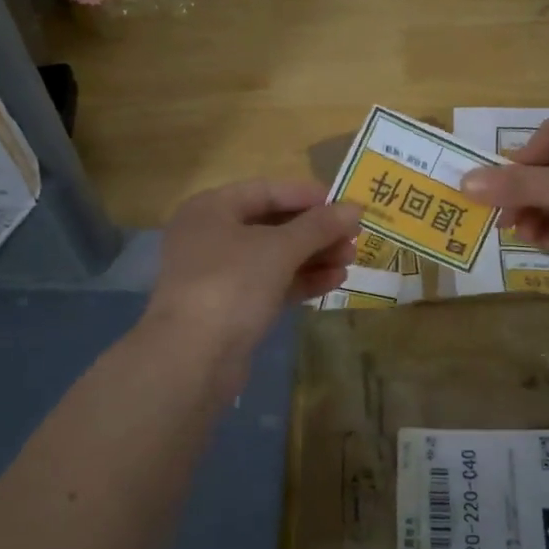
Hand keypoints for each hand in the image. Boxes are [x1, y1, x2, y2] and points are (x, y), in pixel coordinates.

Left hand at [146, 179, 360, 355]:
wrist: (193, 358)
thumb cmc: (232, 284)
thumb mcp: (279, 248)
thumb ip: (319, 226)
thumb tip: (355, 207)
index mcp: (211, 209)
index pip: (266, 191)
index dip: (307, 195)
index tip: (344, 203)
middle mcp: (211, 236)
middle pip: (272, 224)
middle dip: (315, 231)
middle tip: (353, 236)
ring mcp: (219, 274)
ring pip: (274, 257)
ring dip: (313, 256)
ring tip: (351, 260)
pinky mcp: (231, 307)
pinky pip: (271, 284)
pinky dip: (301, 280)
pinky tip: (334, 281)